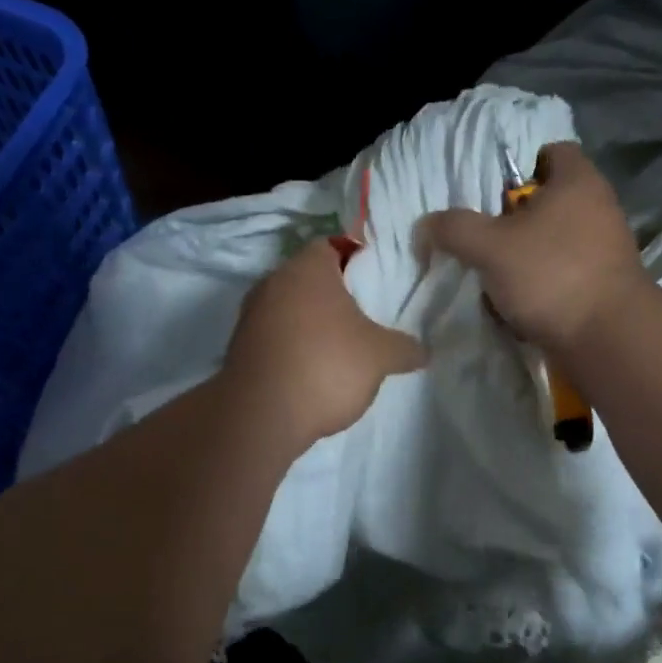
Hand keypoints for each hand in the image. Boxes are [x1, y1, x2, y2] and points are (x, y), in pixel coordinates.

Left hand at [222, 238, 426, 446]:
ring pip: (289, 309)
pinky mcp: (239, 348)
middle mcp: (272, 282)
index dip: (354, 261)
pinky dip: (292, 348)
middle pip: (309, 279)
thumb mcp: (381, 356)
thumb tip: (423, 351)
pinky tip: (313, 373)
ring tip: (340, 350)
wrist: (262, 415)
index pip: (331, 247)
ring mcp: (250, 316)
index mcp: (307, 268)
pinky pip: (274, 337)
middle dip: (333, 296)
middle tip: (363, 318)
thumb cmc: (327, 365)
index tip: (373, 285)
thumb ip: (404, 348)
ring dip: (311, 324)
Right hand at [422, 141, 647, 354]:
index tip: (492, 194)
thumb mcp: (490, 247)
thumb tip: (426, 225)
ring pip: (552, 242)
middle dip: (513, 221)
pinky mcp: (605, 284)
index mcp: (578, 181)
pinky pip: (564, 274)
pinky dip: (542, 286)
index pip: (551, 151)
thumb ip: (455, 229)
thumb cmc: (551, 275)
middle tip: (485, 239)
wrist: (608, 339)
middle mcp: (598, 207)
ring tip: (495, 278)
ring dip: (523, 258)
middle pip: (547, 201)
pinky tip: (519, 306)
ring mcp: (606, 248)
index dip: (519, 167)